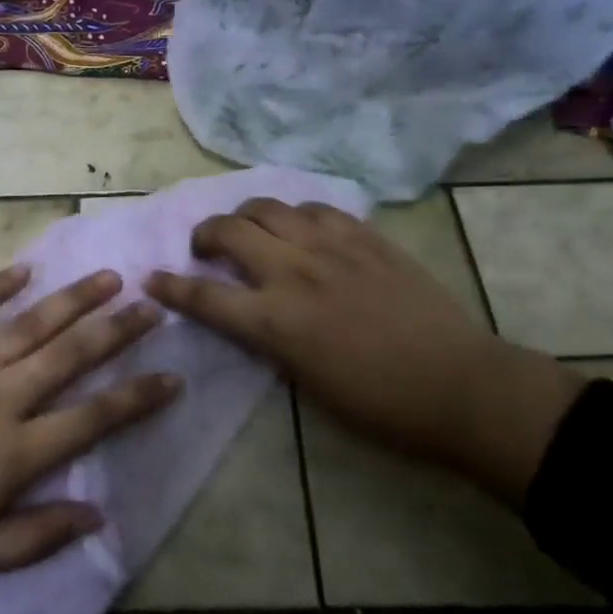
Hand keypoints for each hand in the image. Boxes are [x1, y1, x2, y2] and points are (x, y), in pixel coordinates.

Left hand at [0, 265, 179, 612]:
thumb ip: (34, 537)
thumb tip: (98, 516)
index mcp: (8, 455)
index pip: (91, 419)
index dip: (137, 398)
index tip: (172, 377)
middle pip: (68, 357)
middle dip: (116, 329)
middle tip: (151, 303)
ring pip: (26, 326)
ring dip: (71, 300)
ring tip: (107, 277)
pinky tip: (23, 270)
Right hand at [145, 198, 580, 505]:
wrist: (459, 385)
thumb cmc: (380, 405)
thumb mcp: (307, 383)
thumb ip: (269, 340)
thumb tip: (249, 313)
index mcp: (276, 322)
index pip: (205, 297)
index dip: (171, 287)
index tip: (152, 278)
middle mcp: (295, 273)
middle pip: (230, 231)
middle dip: (205, 236)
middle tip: (206, 249)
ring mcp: (331, 246)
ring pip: (269, 207)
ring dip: (247, 216)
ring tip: (252, 232)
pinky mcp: (364, 236)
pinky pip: (316, 208)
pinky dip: (296, 215)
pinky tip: (303, 229)